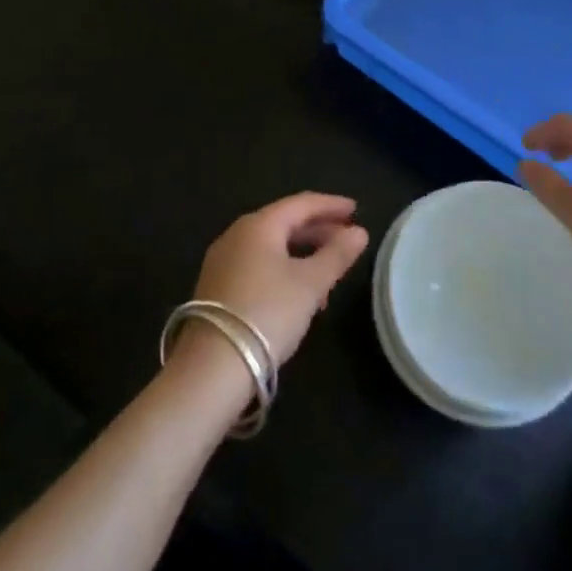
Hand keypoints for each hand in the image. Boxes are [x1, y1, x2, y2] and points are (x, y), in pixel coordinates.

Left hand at [185, 193, 369, 368]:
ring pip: (272, 246)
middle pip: (284, 222)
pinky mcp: (217, 286)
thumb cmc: (267, 313)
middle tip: (347, 238)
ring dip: (303, 252)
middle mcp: (237, 234)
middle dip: (318, 229)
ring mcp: (223, 260)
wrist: (212, 367)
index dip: (331, 205)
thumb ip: (336, 255)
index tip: (356, 209)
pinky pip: (258, 264)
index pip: (301, 203)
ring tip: (330, 271)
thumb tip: (360, 232)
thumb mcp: (310, 284)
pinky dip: (284, 268)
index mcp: (259, 225)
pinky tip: (299, 292)